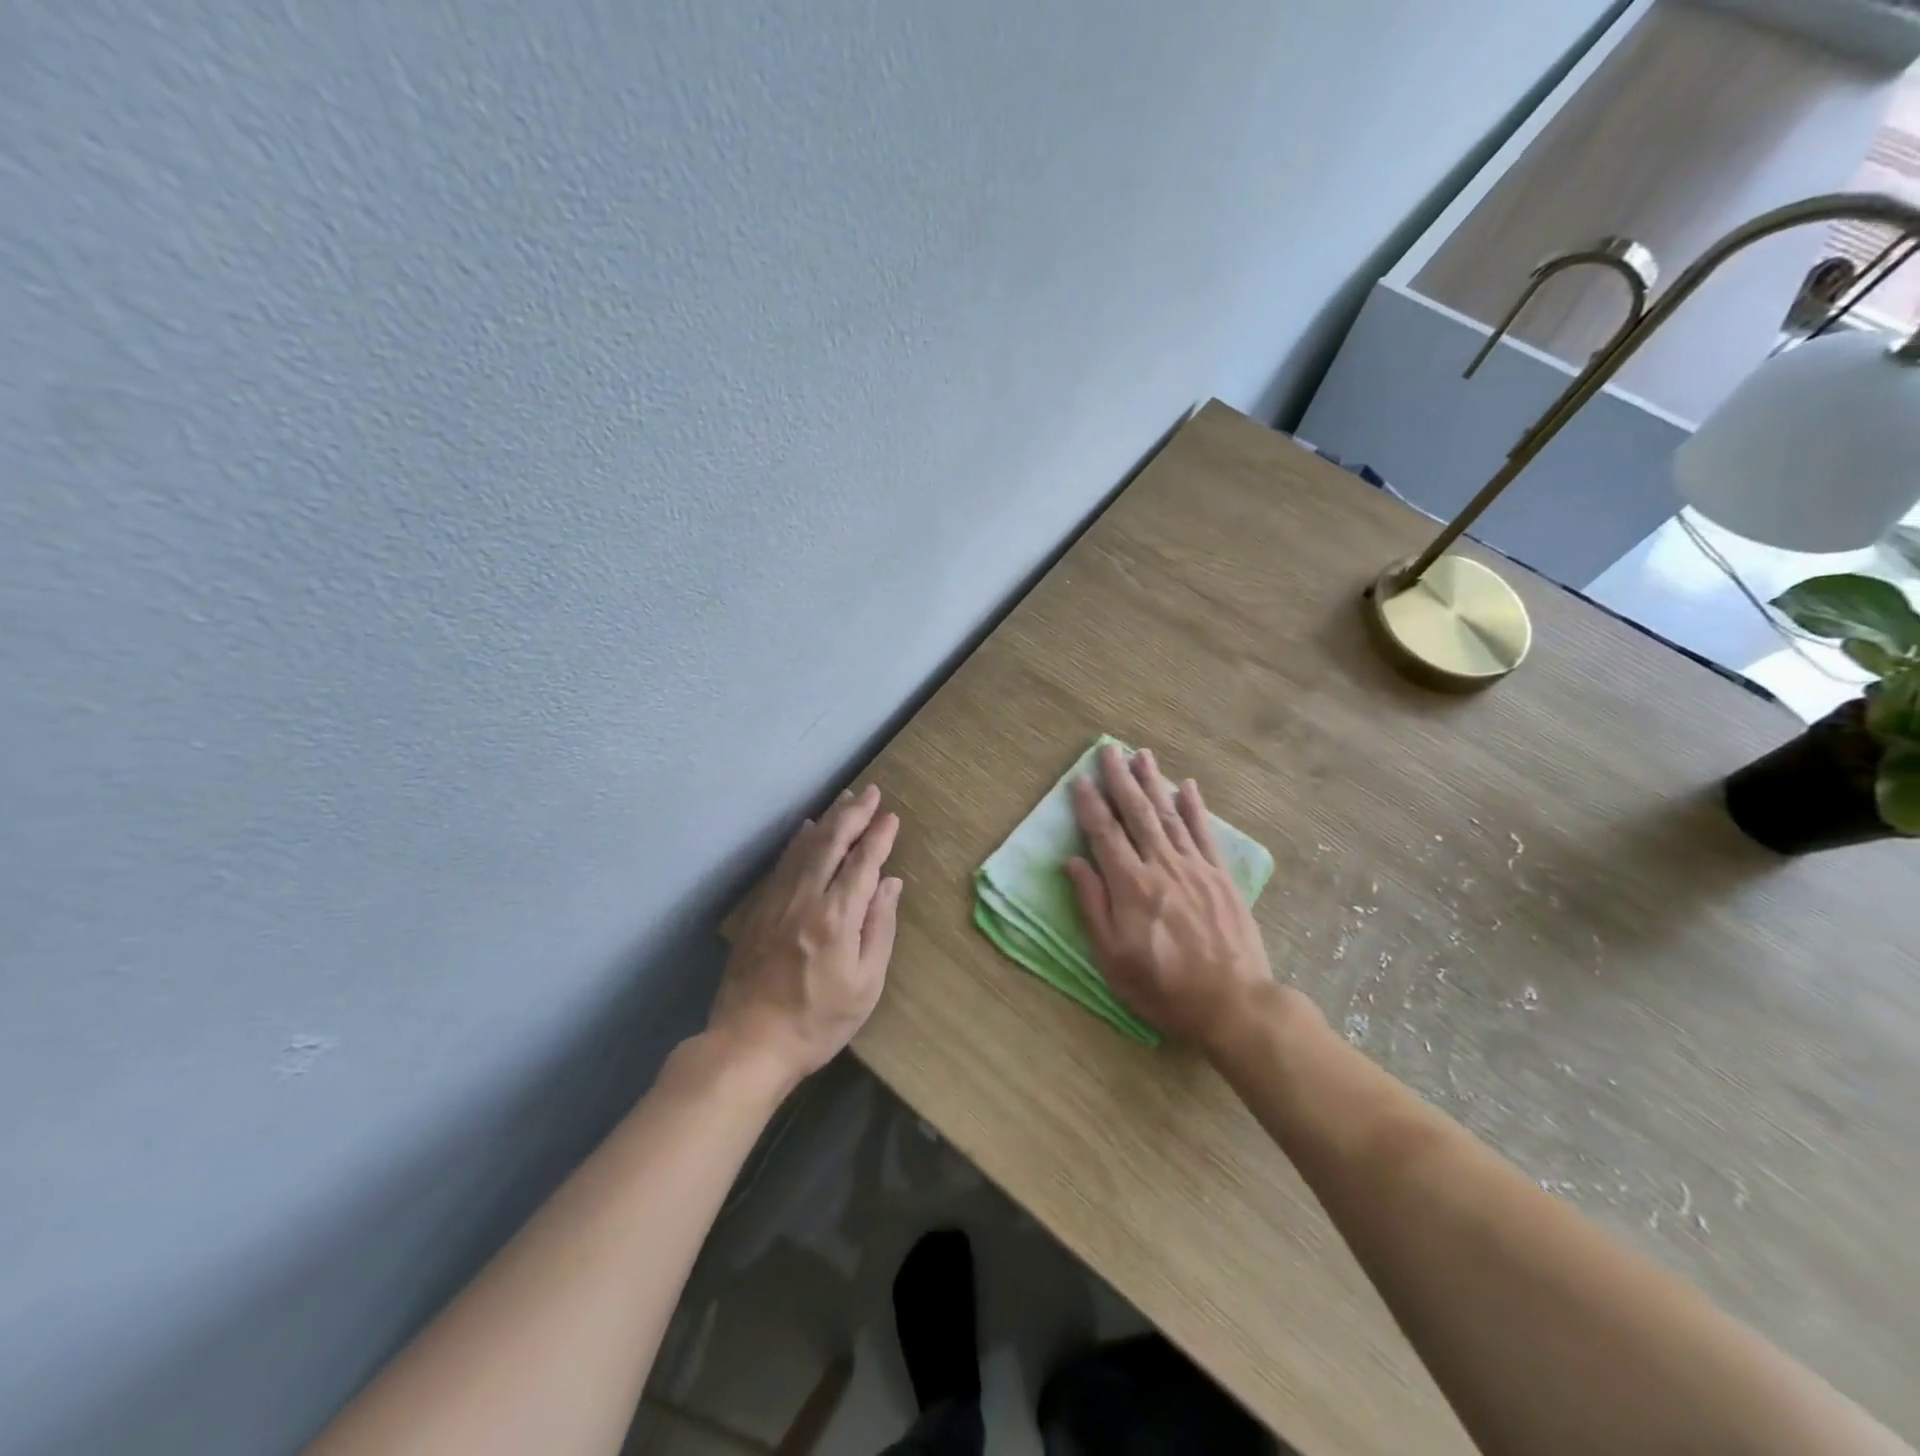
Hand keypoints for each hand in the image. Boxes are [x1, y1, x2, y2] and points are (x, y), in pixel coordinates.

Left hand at [711, 786, 902, 1085]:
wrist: (749, 1044)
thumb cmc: (818, 1021)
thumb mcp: (866, 984)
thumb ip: (880, 928)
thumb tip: (890, 884)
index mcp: (837, 917)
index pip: (863, 863)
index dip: (879, 837)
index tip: (891, 816)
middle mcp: (806, 899)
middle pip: (832, 844)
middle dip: (854, 814)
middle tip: (871, 793)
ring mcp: (777, 902)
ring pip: (805, 848)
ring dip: (828, 820)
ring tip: (846, 800)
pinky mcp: (759, 911)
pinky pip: (782, 864)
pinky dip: (798, 842)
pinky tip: (806, 830)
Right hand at [1065, 745, 1272, 1052]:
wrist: (1233, 1005)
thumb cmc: (1164, 988)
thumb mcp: (1113, 959)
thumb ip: (1093, 906)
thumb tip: (1073, 863)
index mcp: (1131, 886)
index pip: (1104, 834)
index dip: (1089, 805)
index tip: (1079, 779)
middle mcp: (1162, 866)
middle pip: (1136, 813)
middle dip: (1120, 779)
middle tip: (1109, 749)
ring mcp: (1196, 868)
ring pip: (1169, 815)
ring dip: (1154, 782)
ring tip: (1141, 755)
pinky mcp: (1221, 877)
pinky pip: (1205, 833)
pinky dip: (1194, 807)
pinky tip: (1187, 786)